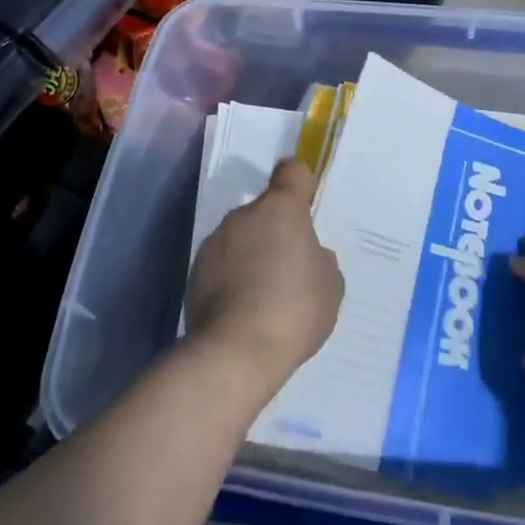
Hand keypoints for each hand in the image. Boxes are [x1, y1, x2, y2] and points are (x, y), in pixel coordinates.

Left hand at [186, 160, 343, 385]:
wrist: (235, 352)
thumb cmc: (294, 309)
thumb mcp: (330, 285)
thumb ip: (320, 260)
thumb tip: (306, 256)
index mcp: (281, 208)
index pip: (291, 172)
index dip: (300, 183)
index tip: (306, 205)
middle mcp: (243, 215)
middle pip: (264, 211)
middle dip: (276, 232)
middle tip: (290, 269)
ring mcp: (215, 242)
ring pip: (241, 238)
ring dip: (252, 255)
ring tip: (264, 297)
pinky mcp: (195, 272)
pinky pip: (222, 265)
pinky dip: (232, 279)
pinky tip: (243, 311)